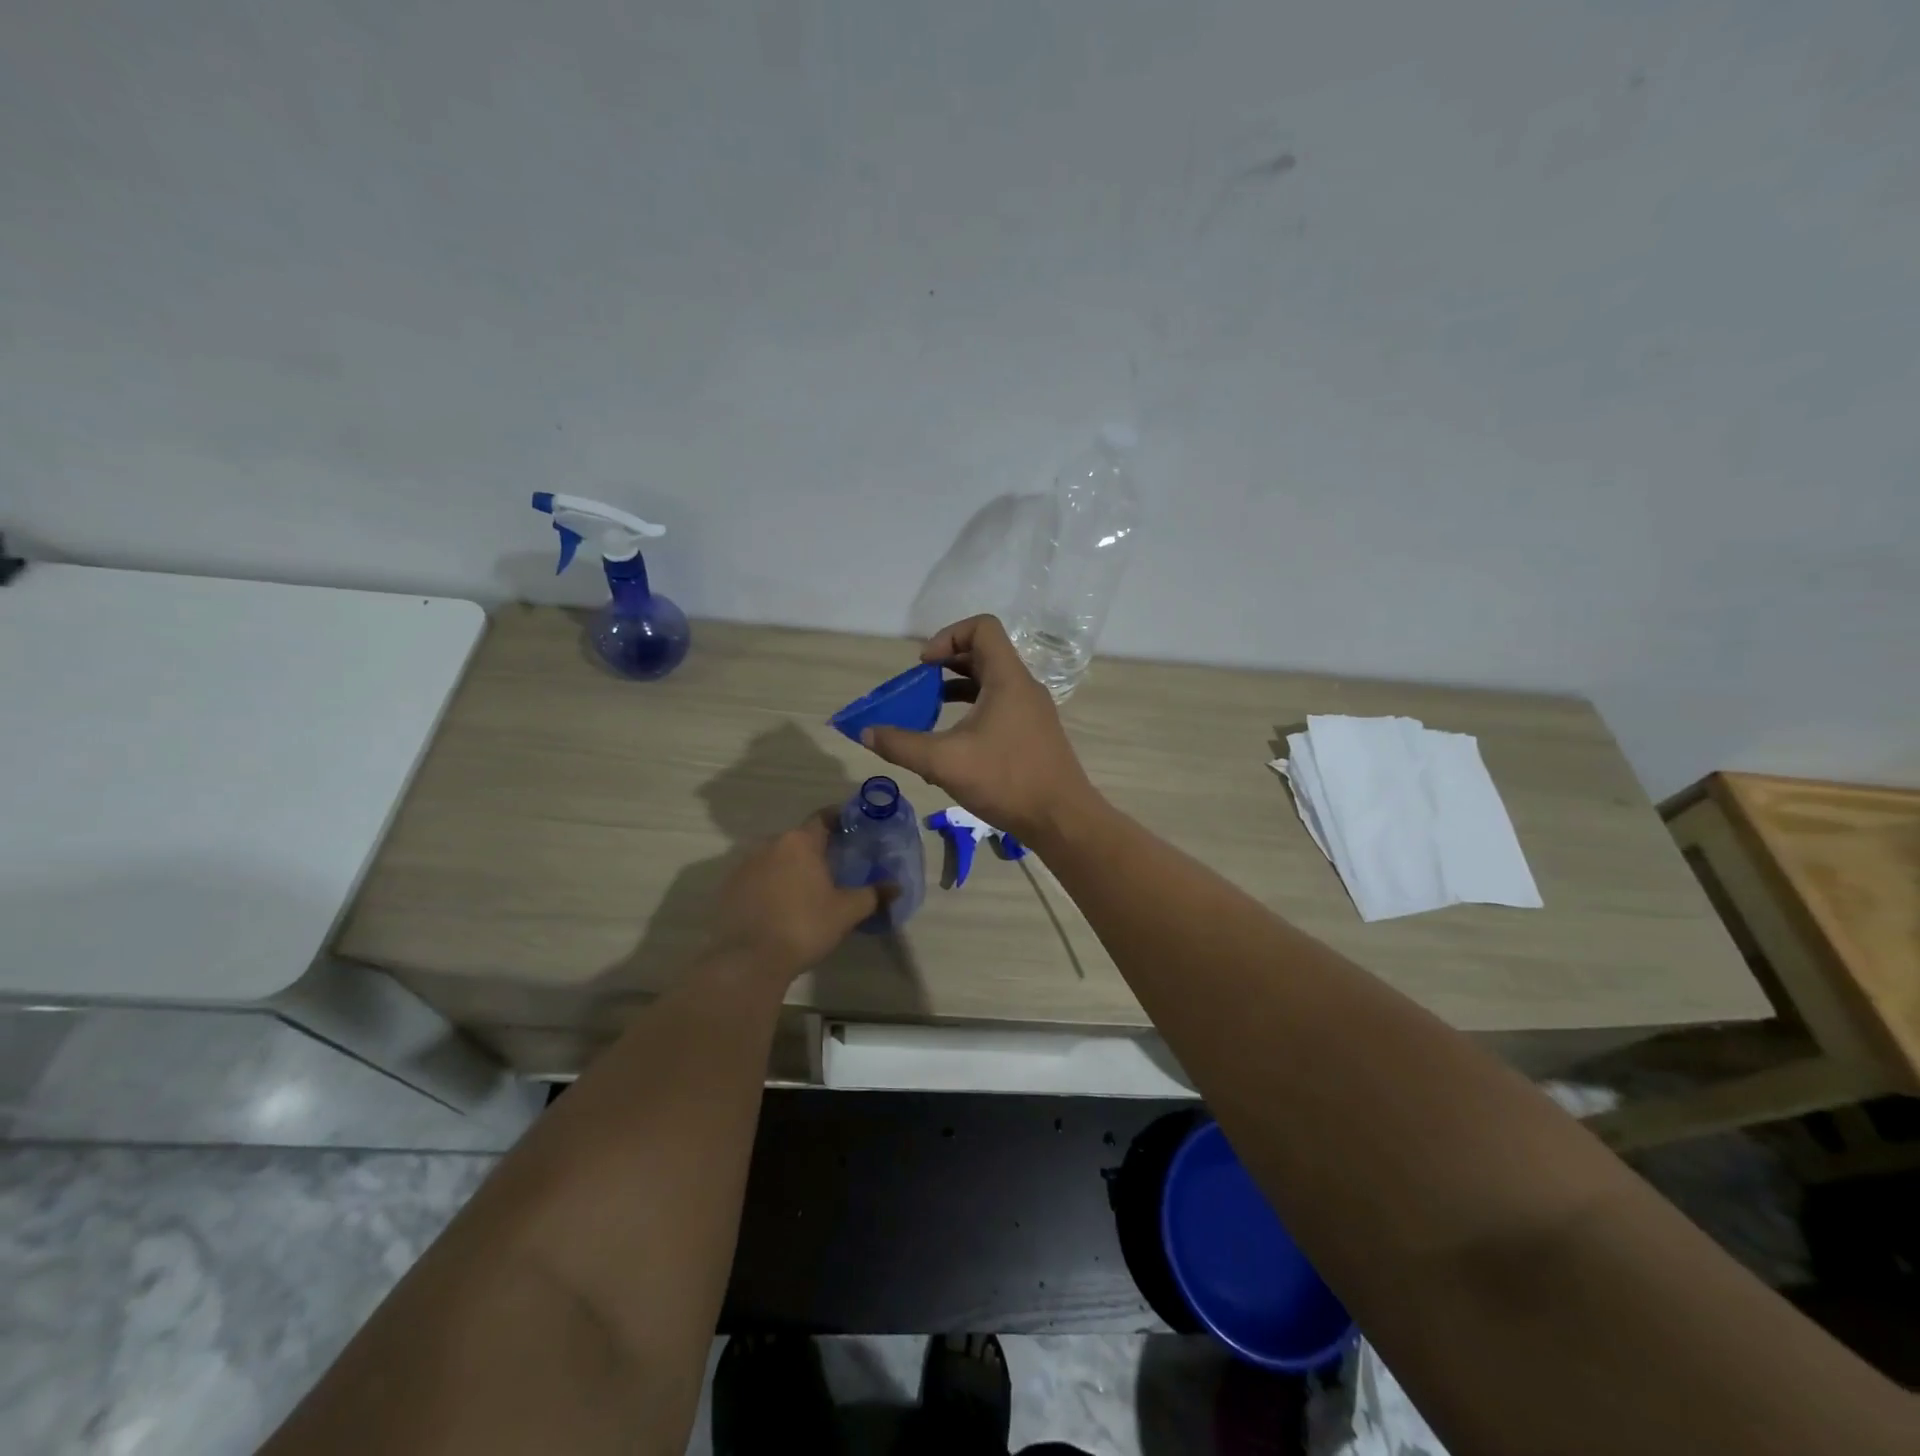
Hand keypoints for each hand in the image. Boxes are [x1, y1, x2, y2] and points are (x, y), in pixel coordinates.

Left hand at [708, 810, 883, 981]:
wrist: (747, 960)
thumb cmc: (804, 926)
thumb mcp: (846, 912)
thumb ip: (872, 895)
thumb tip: (895, 886)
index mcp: (800, 842)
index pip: (823, 818)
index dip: (839, 820)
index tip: (852, 830)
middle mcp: (770, 845)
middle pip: (798, 839)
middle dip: (816, 850)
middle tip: (834, 868)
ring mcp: (744, 865)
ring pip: (776, 859)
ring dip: (791, 869)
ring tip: (807, 891)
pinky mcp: (728, 888)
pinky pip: (757, 878)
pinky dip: (770, 886)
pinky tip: (780, 908)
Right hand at [861, 614, 1098, 847]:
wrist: (1061, 819)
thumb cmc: (1006, 780)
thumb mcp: (944, 762)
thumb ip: (901, 745)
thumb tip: (866, 732)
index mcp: (1008, 679)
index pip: (982, 627)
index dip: (948, 636)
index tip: (925, 666)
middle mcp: (1023, 687)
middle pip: (983, 654)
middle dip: (945, 665)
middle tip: (918, 689)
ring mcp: (1031, 711)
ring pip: (990, 683)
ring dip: (957, 690)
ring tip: (928, 713)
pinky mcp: (1032, 733)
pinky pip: (998, 707)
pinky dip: (972, 712)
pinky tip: (952, 744)